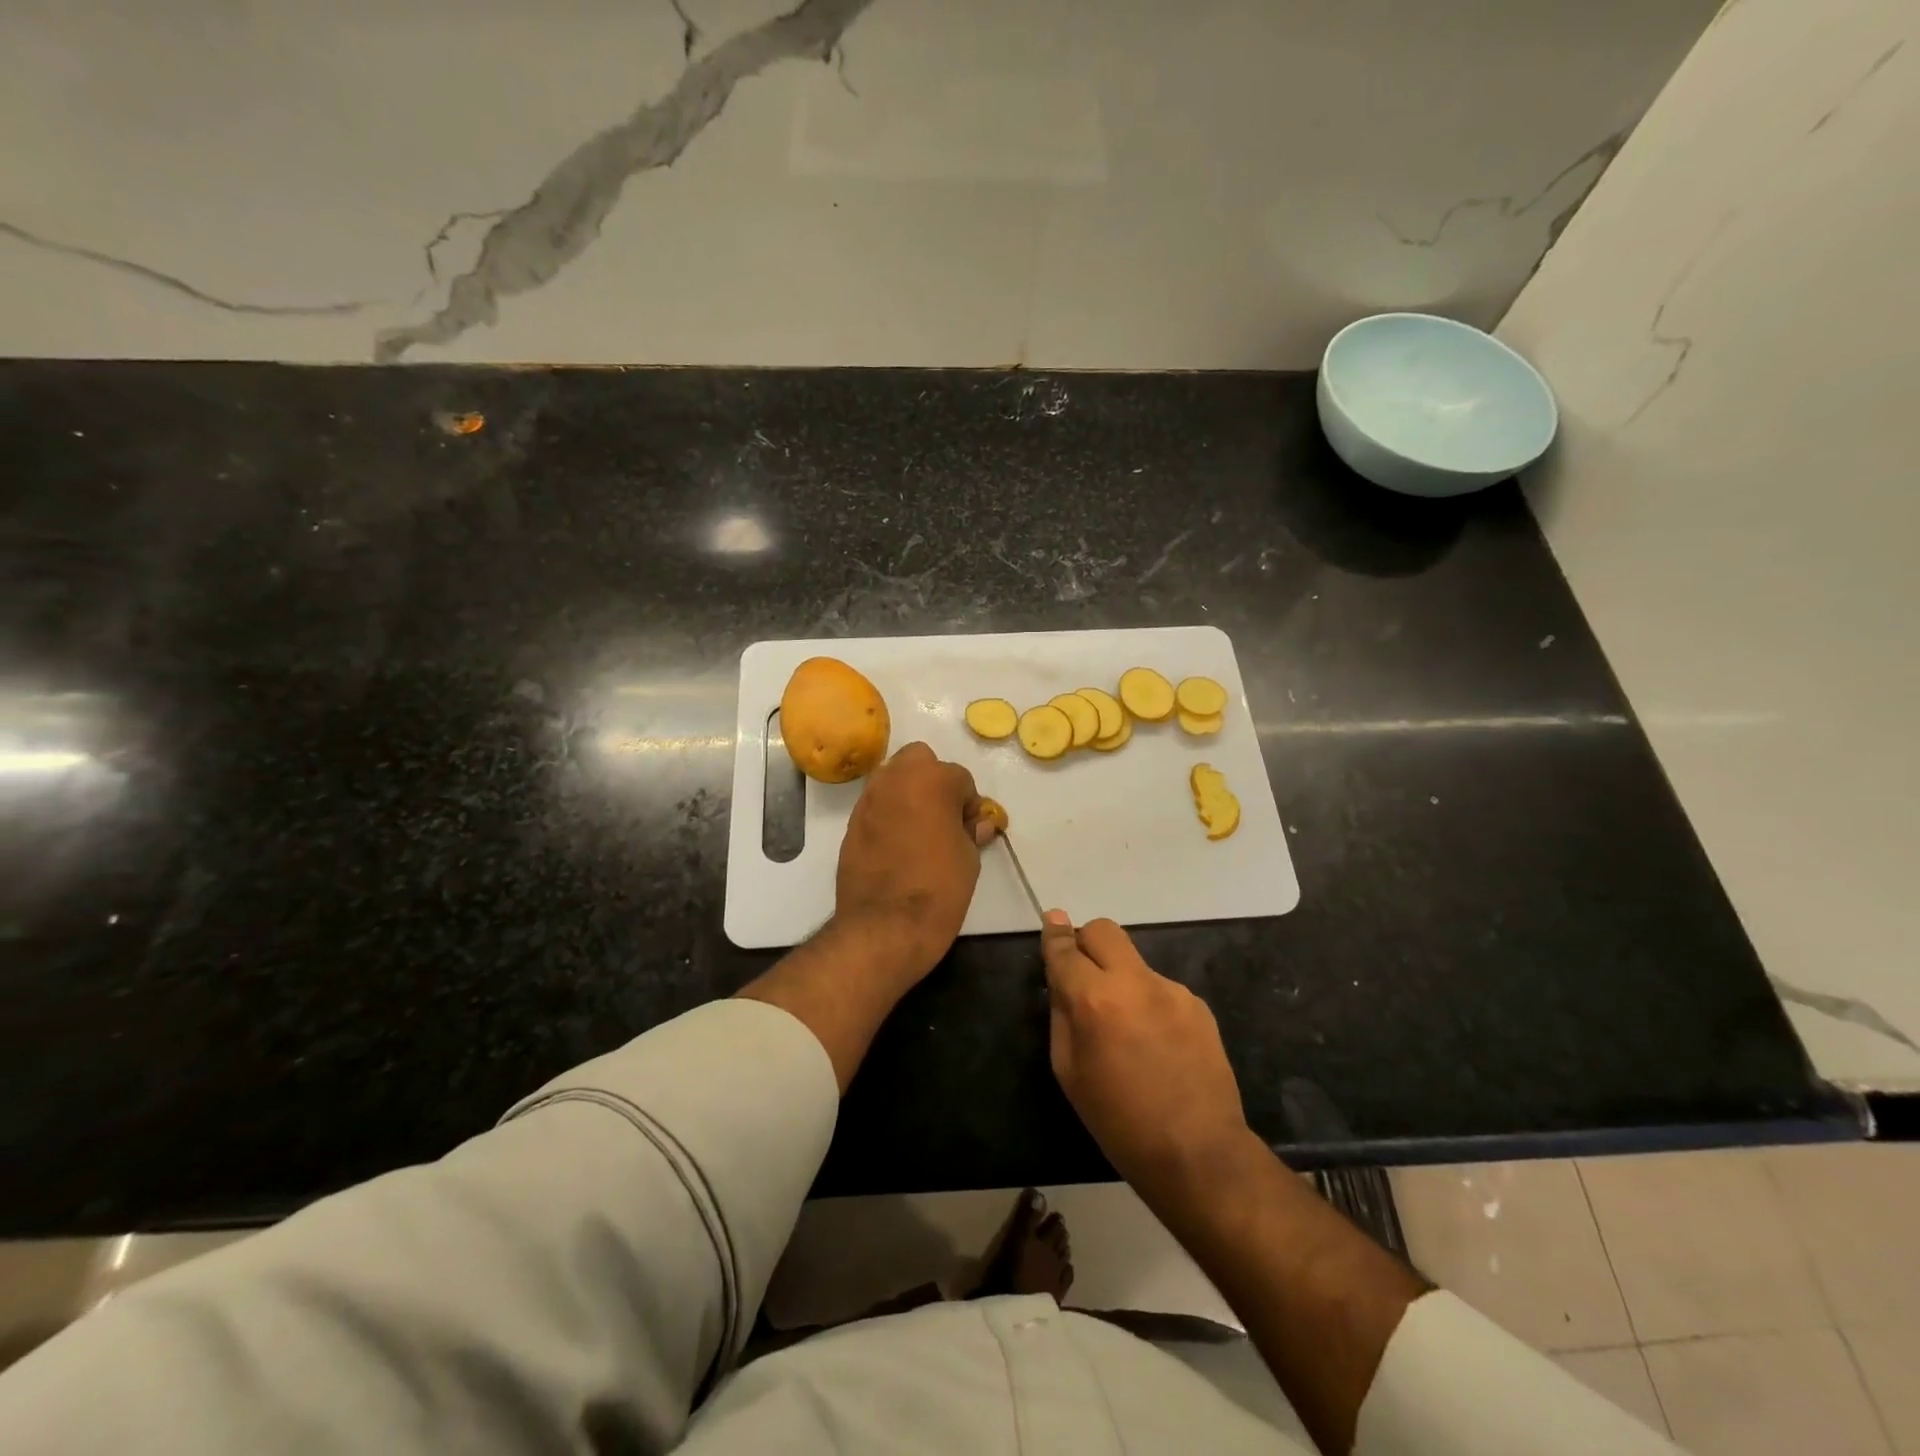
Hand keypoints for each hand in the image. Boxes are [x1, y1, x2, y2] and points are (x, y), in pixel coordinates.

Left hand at [834, 742, 993, 984]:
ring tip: (919, 828)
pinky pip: (875, 804)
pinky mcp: (851, 823)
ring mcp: (869, 799)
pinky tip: (896, 844)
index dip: (968, 803)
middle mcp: (896, 778)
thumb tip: (977, 824)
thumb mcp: (968, 859)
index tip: (969, 827)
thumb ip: (970, 831)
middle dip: (932, 779)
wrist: (885, 926)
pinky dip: (888, 813)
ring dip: (907, 792)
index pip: (959, 777)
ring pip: (892, 777)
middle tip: (942, 814)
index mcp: (932, 780)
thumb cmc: (938, 888)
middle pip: (919, 759)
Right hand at [1041, 912, 1252, 1206]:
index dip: (1054, 935)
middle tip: (1083, 974)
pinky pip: (1159, 989)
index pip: (1065, 950)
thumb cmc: (1118, 1120)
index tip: (1051, 920)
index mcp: (1094, 1000)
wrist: (1197, 1152)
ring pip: (1133, 962)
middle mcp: (1134, 982)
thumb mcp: (1068, 1071)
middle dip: (1087, 942)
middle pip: (1104, 931)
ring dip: (1120, 979)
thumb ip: (1062, 1014)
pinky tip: (1155, 1043)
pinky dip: (1147, 1003)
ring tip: (1126, 1029)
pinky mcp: (1196, 1004)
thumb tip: (1062, 979)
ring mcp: (1170, 990)